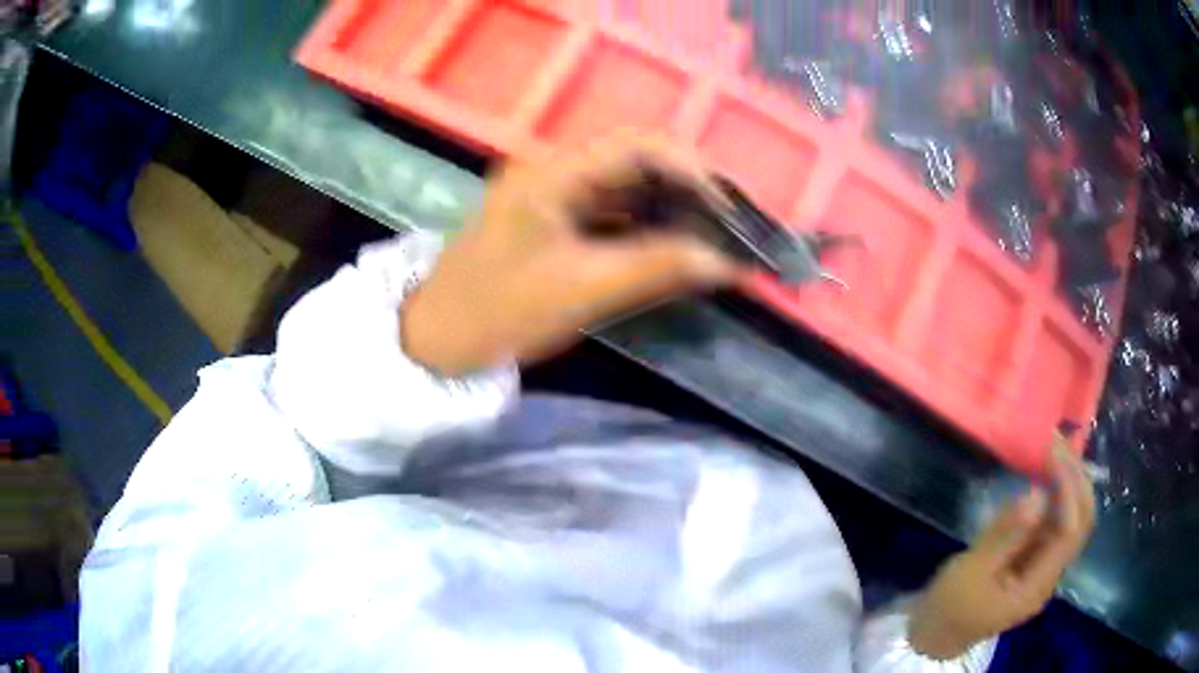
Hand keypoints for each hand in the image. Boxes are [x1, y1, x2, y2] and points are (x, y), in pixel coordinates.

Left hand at [402, 135, 743, 375]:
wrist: (438, 342)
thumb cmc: (498, 311)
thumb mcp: (580, 289)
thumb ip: (656, 269)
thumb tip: (727, 264)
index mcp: (554, 173)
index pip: (638, 147)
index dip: (692, 170)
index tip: (731, 208)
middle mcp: (558, 173)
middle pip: (639, 164)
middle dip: (691, 191)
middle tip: (734, 225)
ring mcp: (557, 199)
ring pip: (631, 191)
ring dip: (674, 211)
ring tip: (718, 238)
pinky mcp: (559, 225)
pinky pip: (616, 217)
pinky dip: (651, 231)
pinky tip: (679, 250)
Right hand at [907, 440, 1096, 658]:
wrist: (936, 635)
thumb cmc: (949, 605)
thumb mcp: (971, 571)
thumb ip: (1006, 536)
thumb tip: (1038, 494)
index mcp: (1036, 587)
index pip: (1069, 532)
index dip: (1069, 489)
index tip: (1054, 453)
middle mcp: (1050, 576)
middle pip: (1081, 524)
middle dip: (1078, 480)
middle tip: (1062, 443)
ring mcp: (1045, 569)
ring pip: (1074, 520)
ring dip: (1071, 482)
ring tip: (1058, 449)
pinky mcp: (1036, 562)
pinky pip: (1057, 523)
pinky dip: (1058, 495)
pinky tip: (1047, 475)